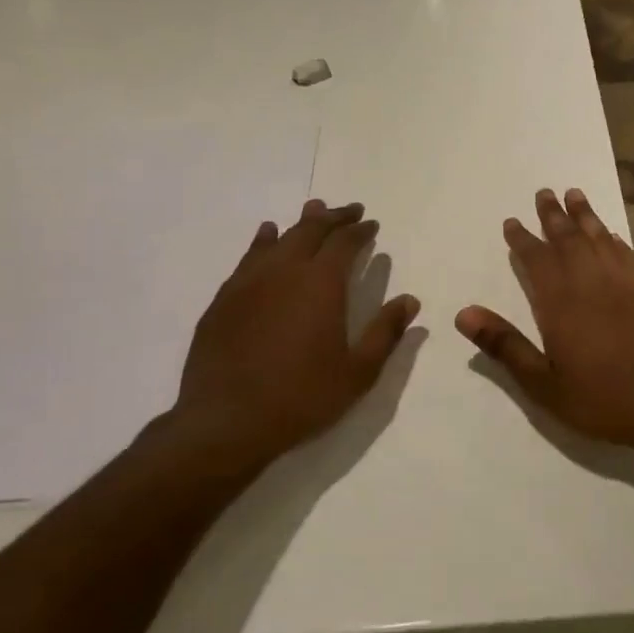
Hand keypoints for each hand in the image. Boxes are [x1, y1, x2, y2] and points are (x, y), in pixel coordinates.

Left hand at [151, 199, 420, 475]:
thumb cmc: (301, 397)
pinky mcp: (224, 299)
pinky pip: (249, 257)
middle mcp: (284, 271)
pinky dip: (264, 241)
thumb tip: (410, 300)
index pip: (344, 242)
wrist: (225, 422)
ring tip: (313, 210)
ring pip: (278, 238)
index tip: (371, 224)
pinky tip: (266, 236)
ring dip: (300, 223)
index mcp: (321, 284)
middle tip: (350, 211)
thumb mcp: (358, 372)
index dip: (360, 230)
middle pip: (311, 229)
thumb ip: (385, 332)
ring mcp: (249, 282)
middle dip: (334, 217)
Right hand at [456, 188, 633, 454]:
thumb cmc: (602, 400)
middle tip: (544, 192)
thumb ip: (505, 345)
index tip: (512, 222)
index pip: (537, 260)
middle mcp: (593, 283)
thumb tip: (464, 313)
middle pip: (569, 240)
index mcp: (562, 303)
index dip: (522, 240)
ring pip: (601, 240)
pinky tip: (613, 236)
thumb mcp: (543, 384)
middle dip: (554, 216)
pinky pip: (629, 256)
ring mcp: (627, 284)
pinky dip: (617, 241)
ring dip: (586, 216)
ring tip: (575, 195)